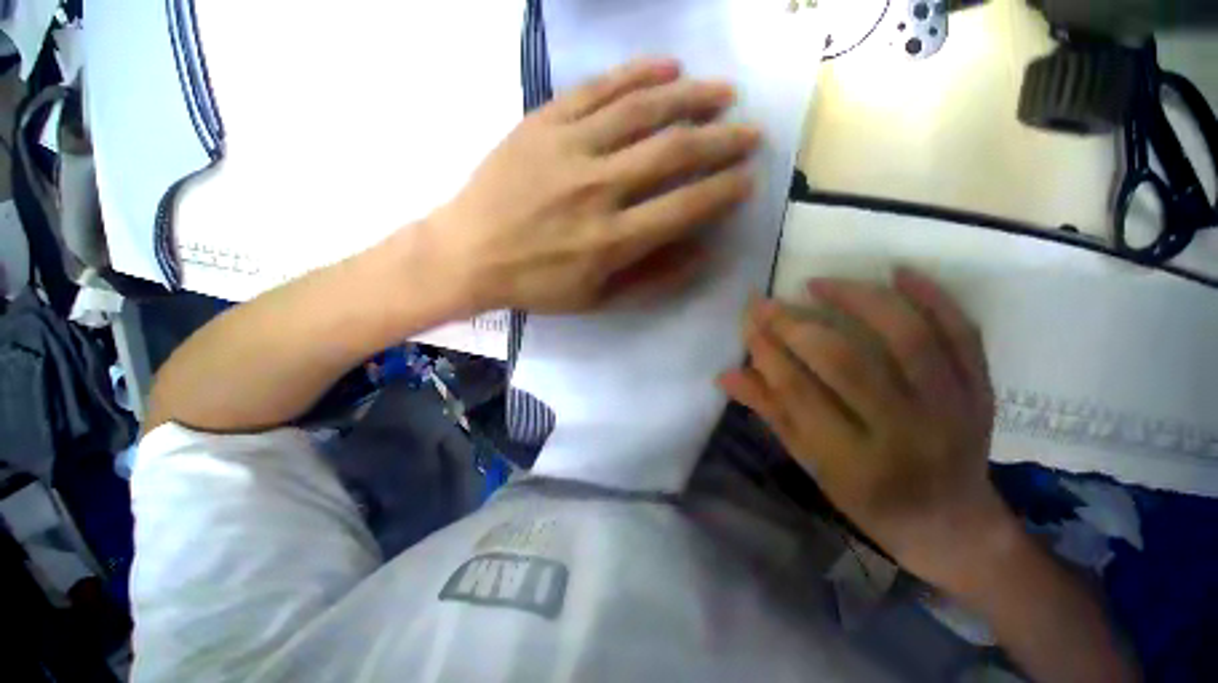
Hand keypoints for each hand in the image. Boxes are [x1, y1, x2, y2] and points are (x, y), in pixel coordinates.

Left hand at [426, 58, 759, 314]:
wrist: (469, 253)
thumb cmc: (536, 284)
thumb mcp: (597, 299)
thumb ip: (653, 279)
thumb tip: (702, 253)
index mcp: (612, 240)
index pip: (685, 206)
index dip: (723, 191)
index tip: (748, 180)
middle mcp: (598, 189)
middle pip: (674, 152)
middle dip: (722, 140)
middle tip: (751, 133)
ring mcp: (570, 148)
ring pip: (643, 110)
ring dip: (692, 97)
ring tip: (723, 93)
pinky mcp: (544, 122)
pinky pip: (600, 88)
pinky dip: (639, 73)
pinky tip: (668, 67)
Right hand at [719, 269, 1016, 584]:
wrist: (951, 521)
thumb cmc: (867, 497)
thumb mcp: (810, 463)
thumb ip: (770, 412)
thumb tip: (725, 375)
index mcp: (854, 461)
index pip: (798, 392)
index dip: (767, 353)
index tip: (748, 323)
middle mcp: (905, 433)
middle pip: (846, 362)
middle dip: (796, 326)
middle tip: (767, 303)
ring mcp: (952, 408)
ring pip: (906, 336)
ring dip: (856, 299)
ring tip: (818, 284)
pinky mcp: (981, 389)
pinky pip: (963, 333)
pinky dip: (933, 296)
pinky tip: (897, 272)